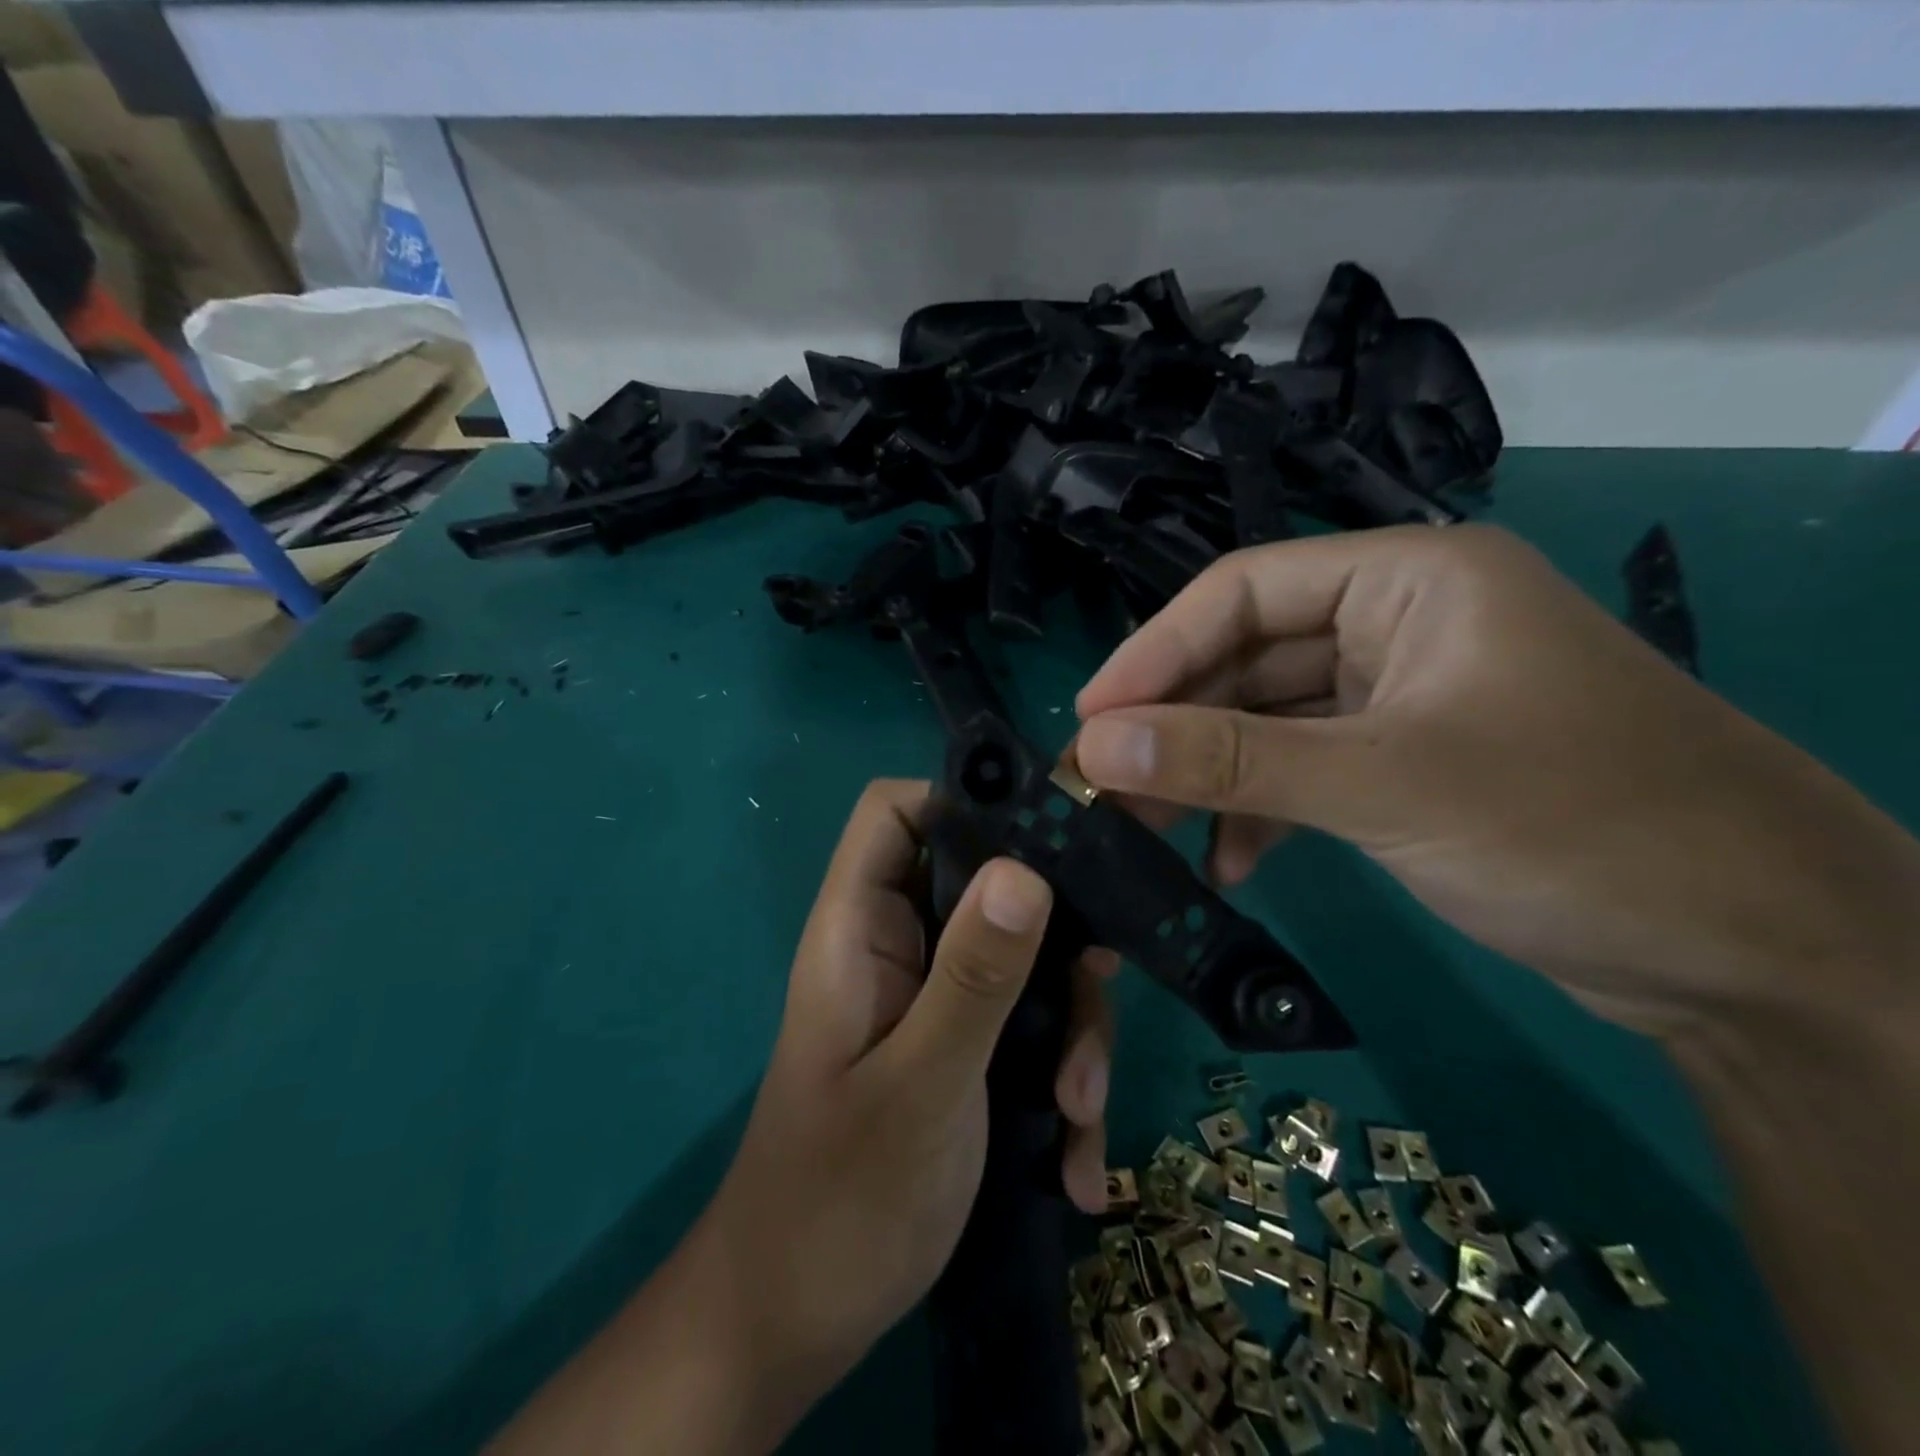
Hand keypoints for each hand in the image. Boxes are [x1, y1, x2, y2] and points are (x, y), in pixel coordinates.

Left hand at [702, 781, 1113, 1399]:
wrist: (796, 1326)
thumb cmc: (840, 1202)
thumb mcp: (922, 1086)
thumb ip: (973, 978)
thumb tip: (1026, 870)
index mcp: (861, 929)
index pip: (895, 812)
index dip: (963, 801)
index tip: (1047, 840)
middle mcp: (899, 948)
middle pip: (988, 886)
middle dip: (1053, 944)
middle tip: (1092, 1003)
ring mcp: (933, 1000)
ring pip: (1023, 963)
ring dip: (1068, 1031)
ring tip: (1078, 1114)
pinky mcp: (961, 1049)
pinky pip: (1026, 1029)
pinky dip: (1059, 1083)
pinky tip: (1074, 1162)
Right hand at [1073, 525, 1919, 1038]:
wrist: (1765, 958)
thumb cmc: (1579, 828)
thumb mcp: (1383, 784)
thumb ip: (1230, 761)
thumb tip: (1094, 745)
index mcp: (1408, 580)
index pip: (1242, 591)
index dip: (1154, 652)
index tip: (1089, 720)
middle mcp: (1401, 623)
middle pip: (1248, 658)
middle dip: (1175, 724)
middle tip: (1101, 783)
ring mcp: (1404, 697)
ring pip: (1269, 720)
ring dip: (1210, 774)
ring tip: (1146, 829)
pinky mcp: (1410, 763)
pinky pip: (1304, 770)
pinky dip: (1260, 811)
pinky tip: (1228, 862)